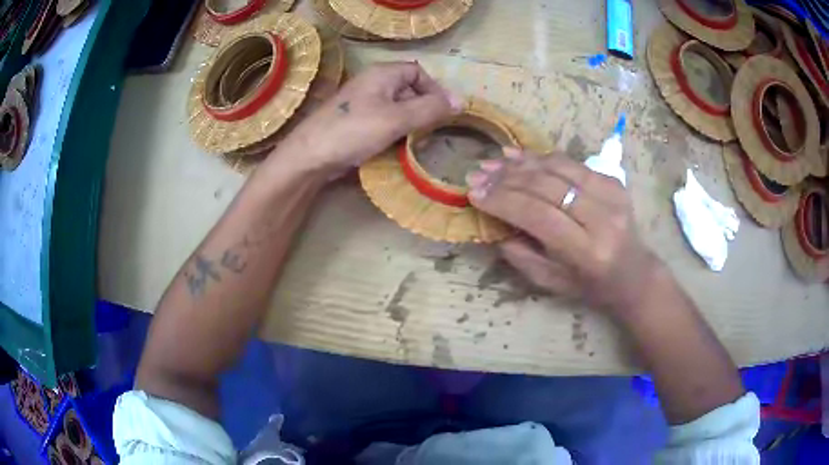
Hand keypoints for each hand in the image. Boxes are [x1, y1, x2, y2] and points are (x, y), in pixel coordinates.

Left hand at [279, 62, 461, 175]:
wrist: (310, 156)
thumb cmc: (354, 130)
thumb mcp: (397, 118)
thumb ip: (430, 109)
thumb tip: (461, 101)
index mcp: (382, 74)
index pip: (418, 72)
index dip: (434, 89)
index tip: (443, 113)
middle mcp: (373, 84)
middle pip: (408, 90)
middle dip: (423, 109)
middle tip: (431, 132)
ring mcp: (363, 104)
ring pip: (397, 108)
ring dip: (410, 124)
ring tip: (416, 144)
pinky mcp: (356, 123)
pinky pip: (383, 121)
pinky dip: (395, 133)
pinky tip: (397, 149)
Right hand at [466, 149, 666, 316]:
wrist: (633, 273)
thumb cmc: (590, 286)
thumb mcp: (551, 282)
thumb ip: (520, 254)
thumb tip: (493, 221)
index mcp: (587, 252)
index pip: (539, 216)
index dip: (504, 202)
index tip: (474, 194)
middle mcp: (603, 219)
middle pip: (547, 187)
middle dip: (506, 179)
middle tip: (477, 175)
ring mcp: (611, 195)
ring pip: (558, 168)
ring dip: (520, 163)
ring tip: (492, 163)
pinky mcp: (613, 180)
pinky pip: (571, 162)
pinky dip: (541, 157)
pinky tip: (517, 156)